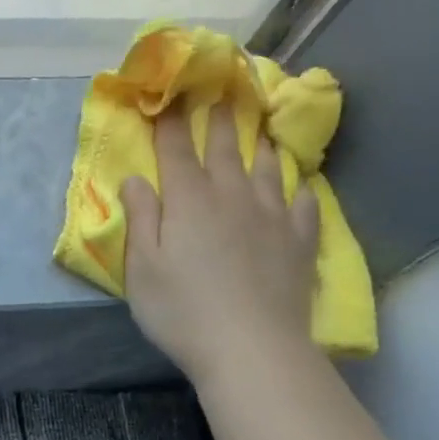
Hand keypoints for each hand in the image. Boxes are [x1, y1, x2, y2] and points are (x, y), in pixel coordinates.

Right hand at [120, 106, 319, 389]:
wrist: (251, 347)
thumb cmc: (181, 310)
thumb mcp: (141, 269)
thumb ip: (140, 218)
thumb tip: (134, 178)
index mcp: (188, 201)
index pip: (177, 151)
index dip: (172, 122)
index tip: (171, 95)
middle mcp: (231, 197)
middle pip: (225, 149)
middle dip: (219, 119)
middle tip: (222, 92)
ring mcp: (272, 216)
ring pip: (267, 169)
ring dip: (261, 146)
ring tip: (262, 130)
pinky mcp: (301, 241)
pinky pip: (304, 204)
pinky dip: (300, 189)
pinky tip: (301, 186)